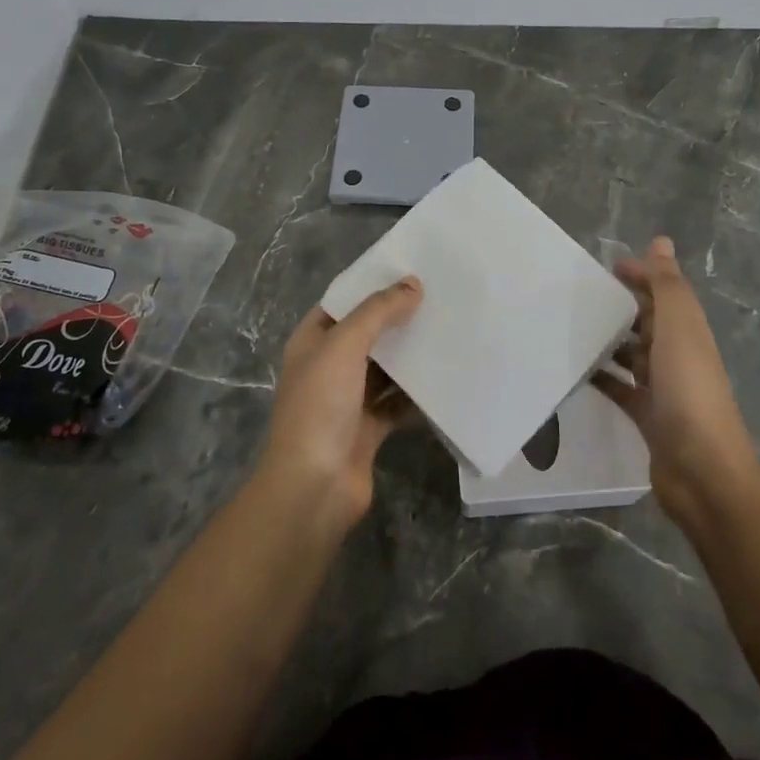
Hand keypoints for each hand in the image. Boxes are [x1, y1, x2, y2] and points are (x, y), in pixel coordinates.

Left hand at [259, 277, 422, 529]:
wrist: (314, 487)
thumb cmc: (320, 406)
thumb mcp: (344, 346)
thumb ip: (378, 312)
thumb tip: (413, 283)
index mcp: (311, 343)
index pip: (342, 304)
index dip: (370, 287)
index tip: (409, 271)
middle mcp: (327, 368)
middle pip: (366, 335)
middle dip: (397, 319)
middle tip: (439, 297)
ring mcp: (347, 401)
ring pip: (384, 369)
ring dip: (410, 355)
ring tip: (448, 329)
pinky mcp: (368, 430)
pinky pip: (397, 403)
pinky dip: (417, 393)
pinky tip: (446, 377)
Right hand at [597, 238, 759, 527]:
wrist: (701, 470)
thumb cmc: (689, 390)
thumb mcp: (680, 328)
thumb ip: (667, 286)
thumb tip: (661, 241)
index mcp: (688, 331)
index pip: (664, 292)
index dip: (641, 275)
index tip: (606, 267)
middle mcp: (678, 355)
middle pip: (648, 322)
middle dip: (622, 306)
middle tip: (579, 296)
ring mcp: (663, 388)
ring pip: (633, 354)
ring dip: (610, 341)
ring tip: (571, 328)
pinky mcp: (647, 416)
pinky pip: (620, 389)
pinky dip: (602, 378)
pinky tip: (576, 371)